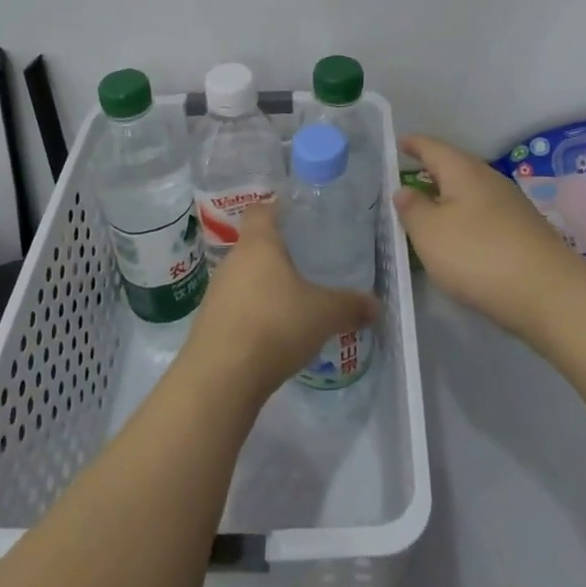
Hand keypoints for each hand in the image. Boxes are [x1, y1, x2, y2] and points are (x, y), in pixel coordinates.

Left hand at [180, 203, 381, 401]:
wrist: (220, 377)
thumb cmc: (275, 325)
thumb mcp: (324, 314)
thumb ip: (351, 306)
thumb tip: (375, 305)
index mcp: (258, 244)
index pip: (261, 210)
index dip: (279, 209)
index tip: (301, 220)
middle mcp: (232, 261)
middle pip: (255, 246)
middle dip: (280, 255)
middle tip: (310, 266)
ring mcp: (216, 293)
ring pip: (245, 279)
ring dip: (266, 288)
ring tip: (295, 303)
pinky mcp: (210, 324)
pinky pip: (237, 308)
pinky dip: (255, 315)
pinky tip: (274, 334)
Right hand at [394, 135, 583, 338]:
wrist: (548, 293)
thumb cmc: (478, 254)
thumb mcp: (430, 233)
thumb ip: (412, 209)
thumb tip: (404, 190)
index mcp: (464, 171)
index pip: (433, 147)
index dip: (414, 144)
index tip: (399, 142)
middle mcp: (490, 180)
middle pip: (456, 167)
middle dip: (433, 171)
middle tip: (409, 178)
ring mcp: (512, 206)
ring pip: (472, 192)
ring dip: (450, 197)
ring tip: (430, 210)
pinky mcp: (524, 232)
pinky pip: (485, 215)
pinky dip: (467, 219)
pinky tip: (461, 237)